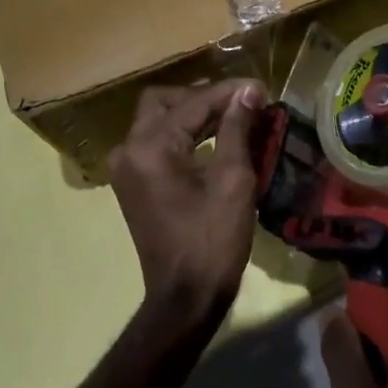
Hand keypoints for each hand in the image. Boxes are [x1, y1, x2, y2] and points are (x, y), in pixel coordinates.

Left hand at [108, 80, 263, 326]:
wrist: (185, 299)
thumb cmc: (213, 240)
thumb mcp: (232, 179)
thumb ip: (237, 128)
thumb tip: (248, 90)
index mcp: (150, 146)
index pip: (194, 103)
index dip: (229, 93)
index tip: (261, 88)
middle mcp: (129, 149)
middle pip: (165, 101)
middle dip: (204, 98)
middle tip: (240, 103)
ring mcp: (126, 167)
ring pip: (159, 119)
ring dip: (194, 114)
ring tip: (234, 116)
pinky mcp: (132, 182)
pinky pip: (156, 142)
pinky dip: (183, 134)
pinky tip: (214, 138)